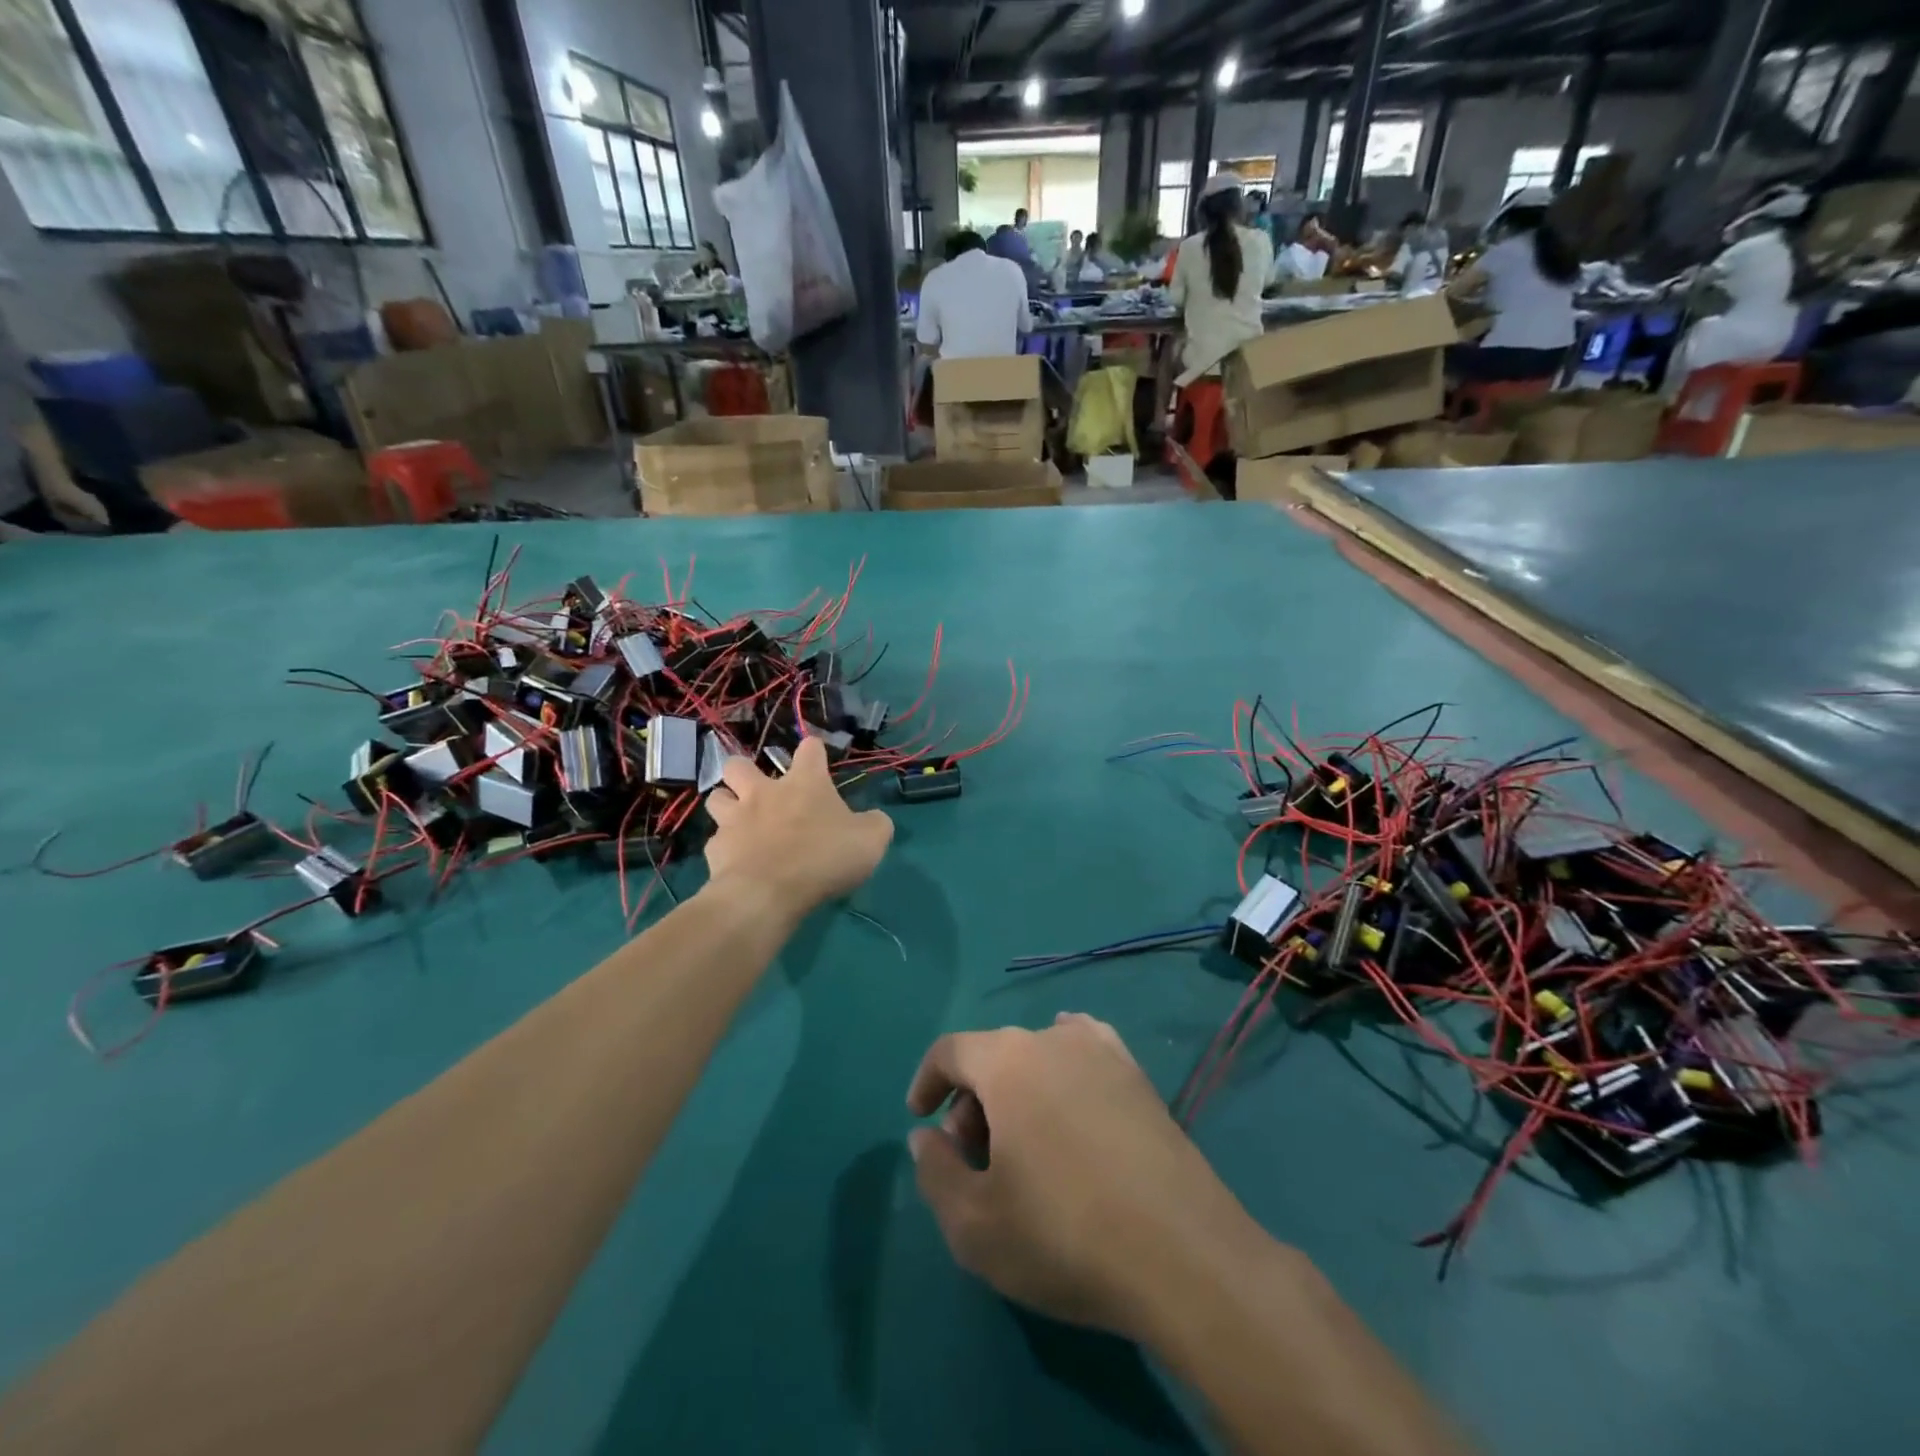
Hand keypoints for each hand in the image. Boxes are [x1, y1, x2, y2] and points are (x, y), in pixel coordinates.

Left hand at [703, 736, 892, 918]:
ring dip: (727, 804)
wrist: (768, 893)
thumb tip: (874, 819)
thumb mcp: (871, 840)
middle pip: (739, 764)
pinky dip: (725, 848)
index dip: (814, 750)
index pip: (809, 748)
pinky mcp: (715, 849)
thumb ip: (875, 824)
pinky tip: (737, 861)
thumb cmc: (823, 857)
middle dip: (745, 771)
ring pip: (716, 797)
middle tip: (759, 790)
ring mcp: (734, 819)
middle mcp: (764, 792)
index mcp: (805, 782)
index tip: (817, 758)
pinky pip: (716, 841)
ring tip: (739, 821)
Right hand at [906, 1013, 1262, 1339]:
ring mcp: (1103, 1052)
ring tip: (1024, 1144)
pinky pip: (1087, 1053)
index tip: (920, 1119)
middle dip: (973, 1100)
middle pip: (995, 1054)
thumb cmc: (1064, 1235)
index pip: (951, 1050)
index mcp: (1007, 1062)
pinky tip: (1071, 1096)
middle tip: (976, 1159)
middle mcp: (1053, 1039)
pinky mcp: (1139, 1076)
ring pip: (1039, 1055)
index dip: (927, 1080)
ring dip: (1017, 1089)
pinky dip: (1065, 1068)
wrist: (1182, 1254)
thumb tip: (928, 1135)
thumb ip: (935, 1171)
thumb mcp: (974, 1224)